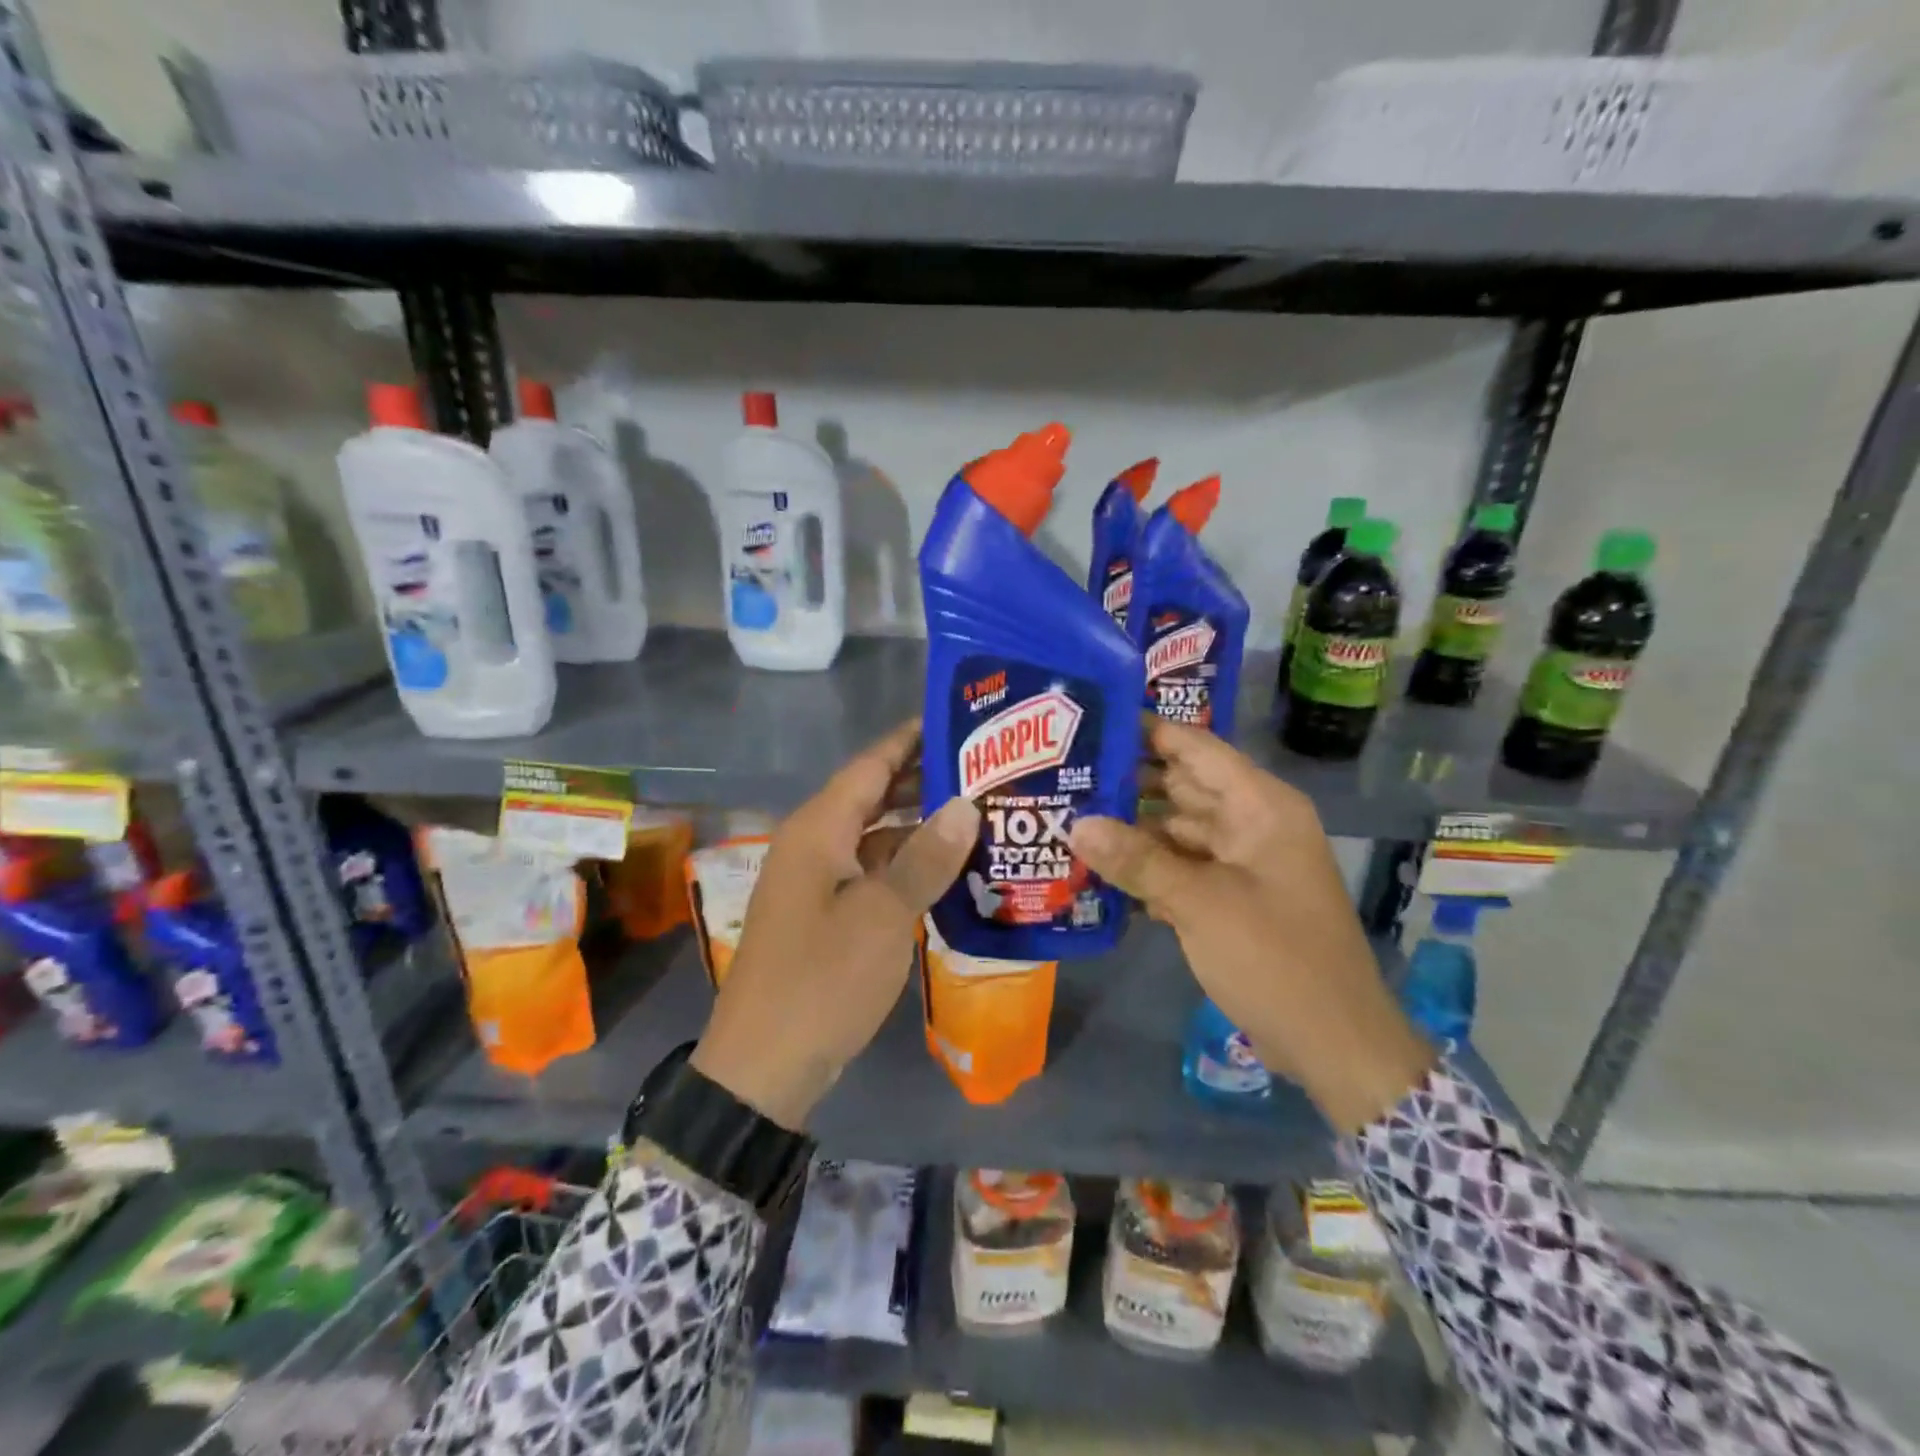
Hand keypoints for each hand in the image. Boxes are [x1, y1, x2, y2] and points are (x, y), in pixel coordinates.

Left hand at [693, 721, 979, 1129]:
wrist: (764, 1066)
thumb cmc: (823, 980)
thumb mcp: (883, 916)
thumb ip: (925, 858)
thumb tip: (965, 805)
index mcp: (818, 829)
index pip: (870, 764)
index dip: (911, 739)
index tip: (957, 719)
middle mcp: (813, 843)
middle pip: (872, 795)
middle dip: (923, 779)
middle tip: (984, 767)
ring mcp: (816, 881)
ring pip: (874, 836)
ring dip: (918, 825)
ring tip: (977, 812)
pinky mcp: (825, 914)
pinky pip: (870, 871)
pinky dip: (905, 865)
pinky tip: (947, 870)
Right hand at [1071, 717, 1433, 1133]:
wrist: (1334, 1044)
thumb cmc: (1276, 958)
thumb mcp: (1200, 904)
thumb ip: (1137, 860)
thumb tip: (1076, 823)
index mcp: (1260, 807)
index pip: (1196, 749)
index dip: (1147, 731)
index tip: (1091, 721)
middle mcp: (1252, 824)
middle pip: (1182, 787)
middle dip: (1128, 782)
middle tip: (1064, 773)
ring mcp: (1242, 863)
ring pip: (1177, 830)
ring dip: (1131, 829)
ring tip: (1068, 817)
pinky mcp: (1231, 898)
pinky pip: (1181, 867)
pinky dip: (1147, 867)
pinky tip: (1098, 869)